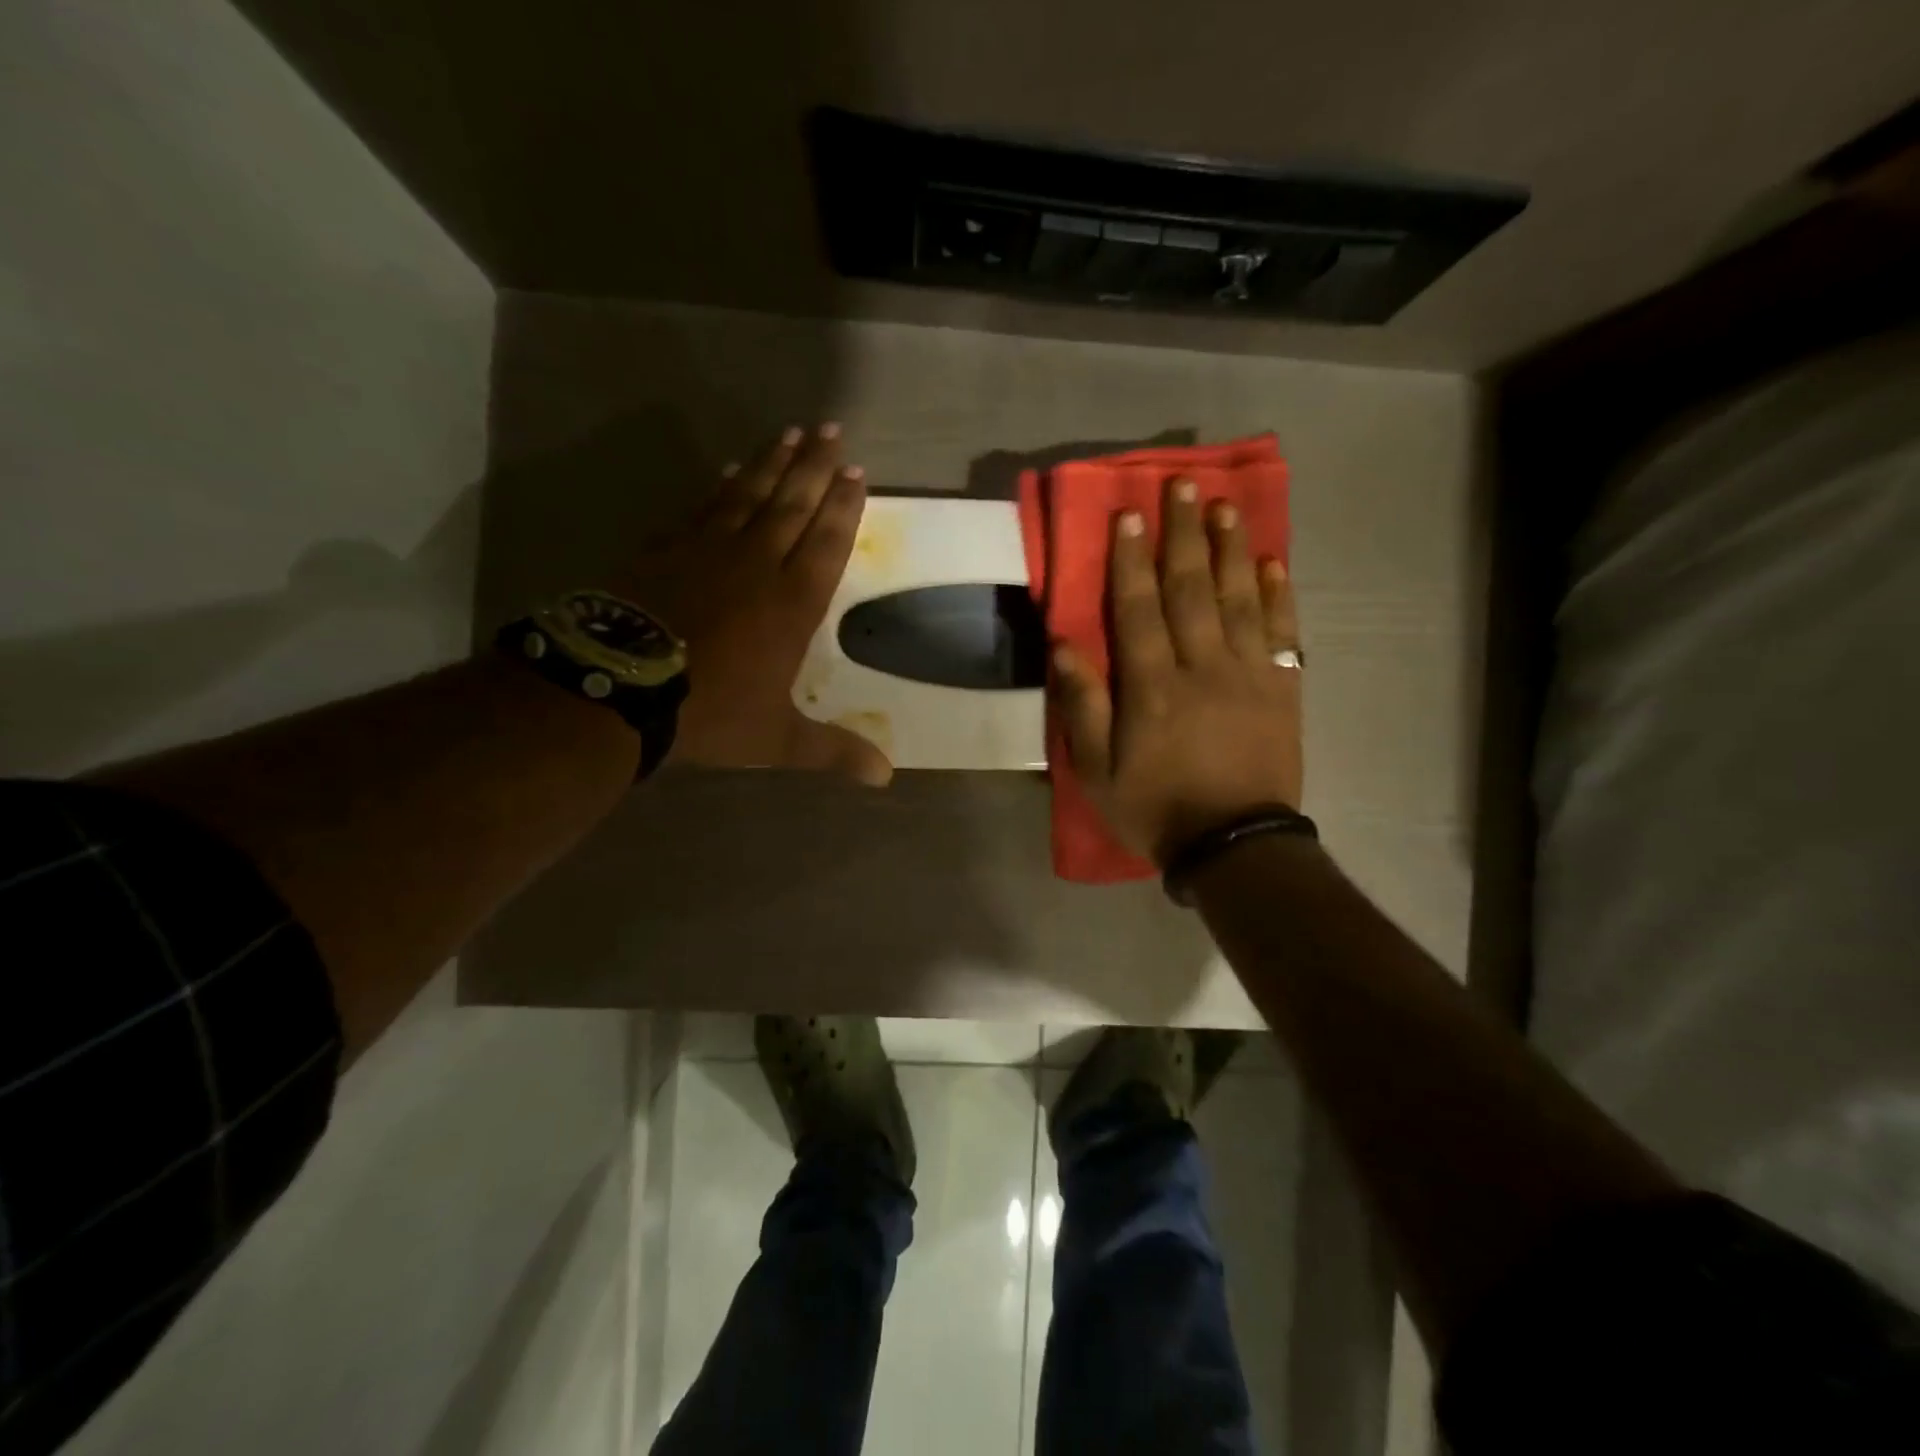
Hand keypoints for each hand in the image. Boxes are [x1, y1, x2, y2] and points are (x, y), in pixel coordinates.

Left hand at [617, 424, 892, 785]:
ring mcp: (708, 551)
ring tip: (793, 434)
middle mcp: (757, 565)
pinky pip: (702, 507)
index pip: (827, 543)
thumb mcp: (779, 740)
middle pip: (793, 505)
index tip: (858, 473)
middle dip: (816, 468)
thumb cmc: (710, 713)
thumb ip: (833, 751)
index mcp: (792, 604)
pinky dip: (721, 485)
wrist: (620, 688)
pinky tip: (730, 468)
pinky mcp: (666, 548)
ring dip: (773, 463)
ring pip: (750, 495)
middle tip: (833, 432)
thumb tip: (886, 777)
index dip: (844, 507)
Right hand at [1051, 477, 1301, 862]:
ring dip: (1231, 549)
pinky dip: (1279, 594)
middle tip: (1182, 485)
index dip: (1131, 559)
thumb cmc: (1155, 809)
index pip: (1138, 609)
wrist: (1234, 846)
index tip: (1128, 513)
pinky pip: (1284, 632)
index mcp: (1152, 688)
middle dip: (1183, 534)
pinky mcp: (1283, 689)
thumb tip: (1065, 645)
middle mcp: (1202, 668)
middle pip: (1191, 589)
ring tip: (1226, 506)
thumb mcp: (1097, 773)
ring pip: (1240, 599)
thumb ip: (1082, 707)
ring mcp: (1249, 675)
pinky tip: (1274, 562)